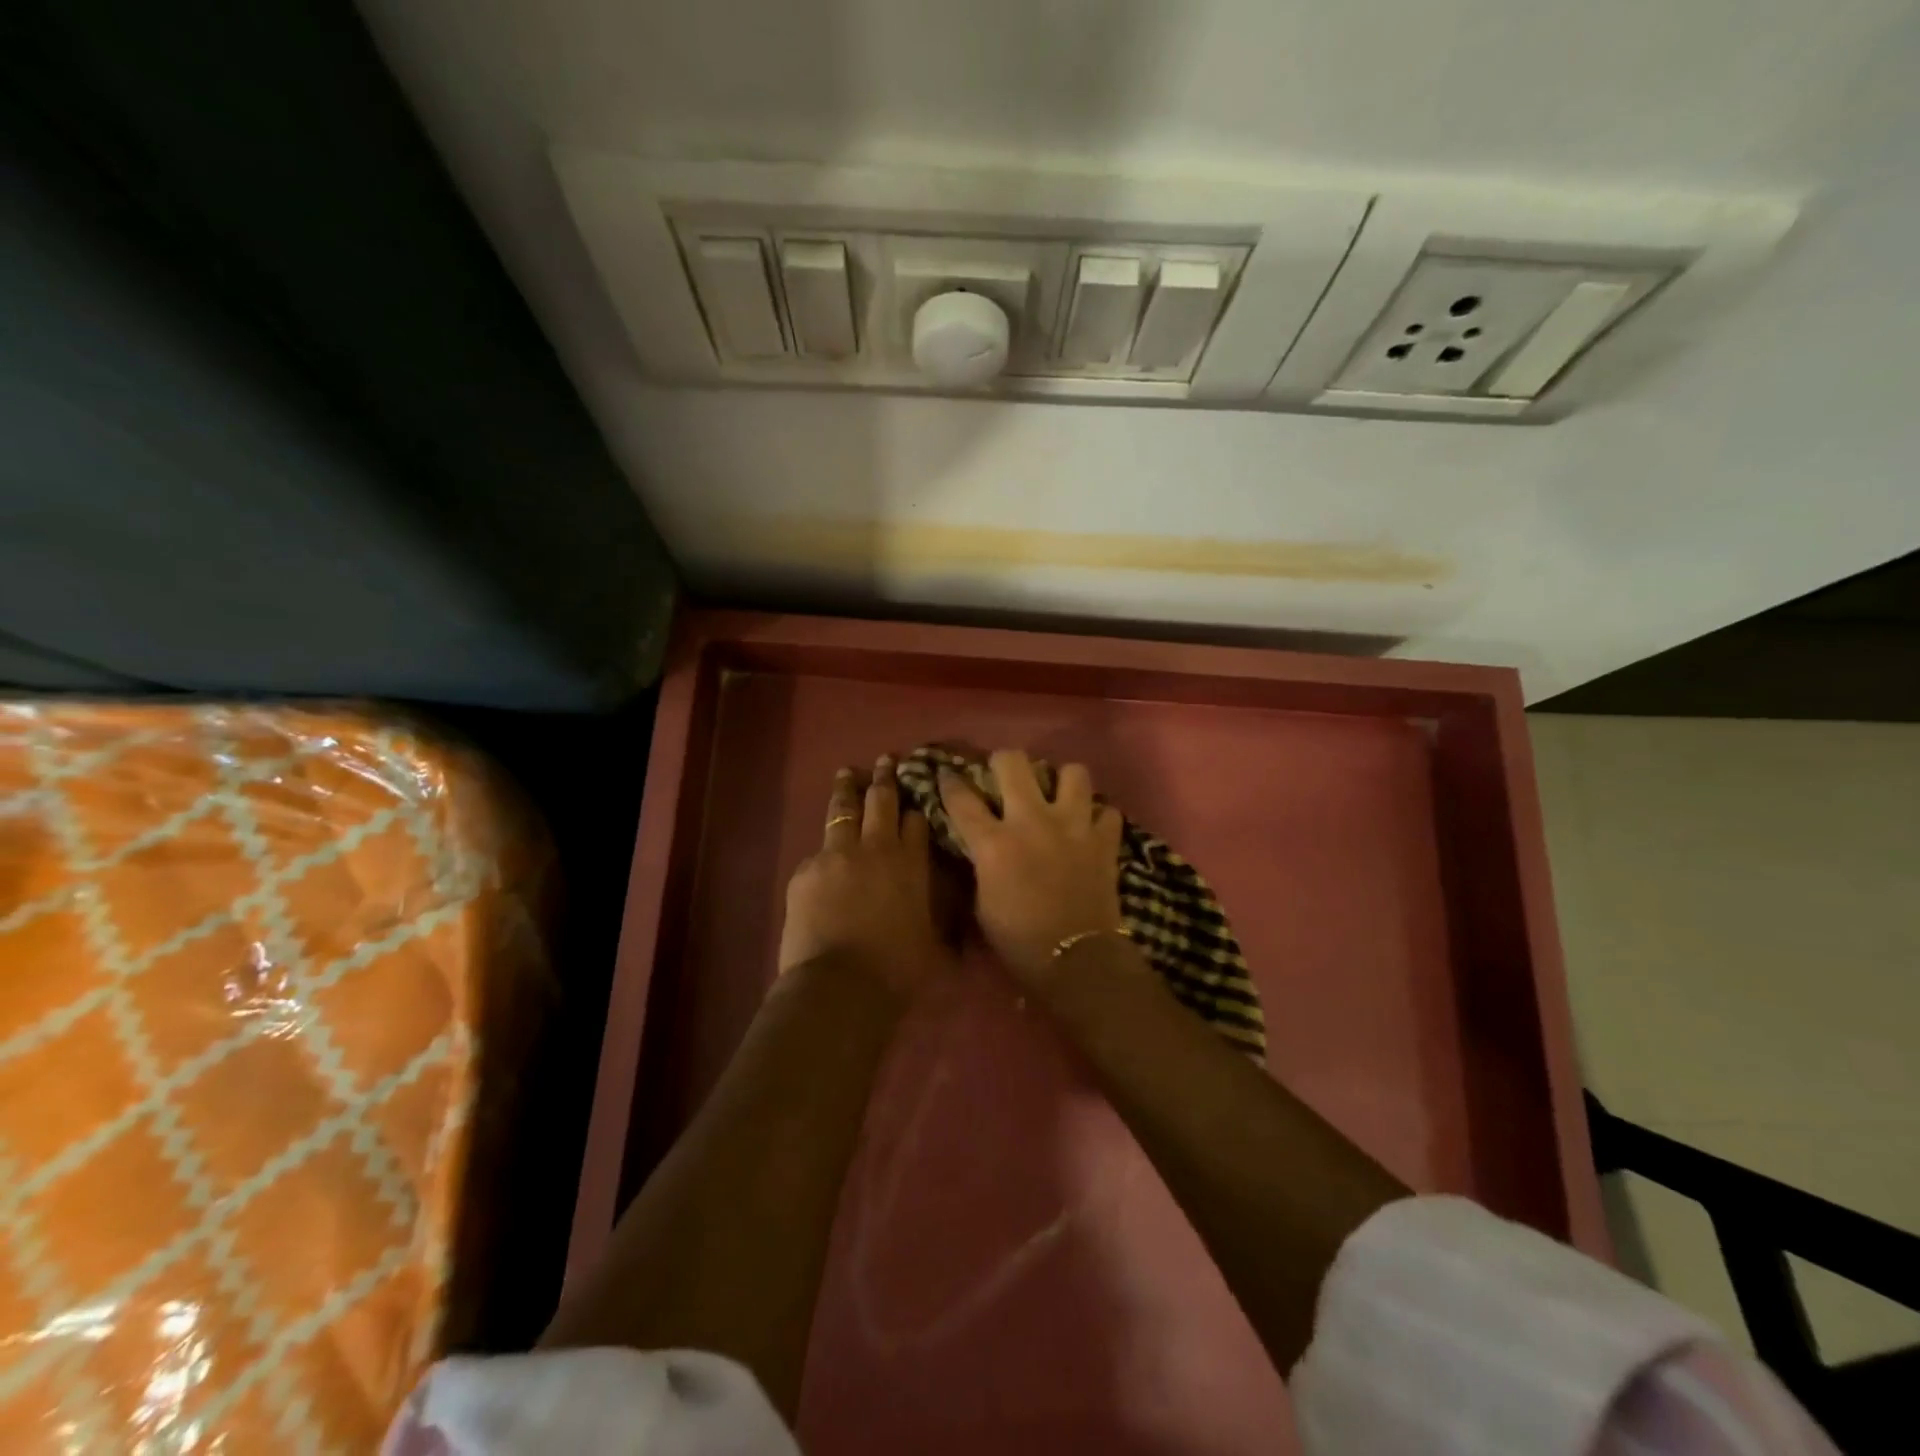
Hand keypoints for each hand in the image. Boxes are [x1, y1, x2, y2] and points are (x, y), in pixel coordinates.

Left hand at [778, 756, 946, 999]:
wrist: (842, 984)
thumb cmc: (897, 970)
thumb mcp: (932, 943)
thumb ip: (936, 918)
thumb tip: (954, 924)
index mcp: (912, 864)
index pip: (916, 821)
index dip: (916, 806)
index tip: (915, 794)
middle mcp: (876, 848)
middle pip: (880, 801)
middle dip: (884, 778)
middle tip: (885, 760)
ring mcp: (837, 854)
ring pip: (843, 809)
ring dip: (847, 788)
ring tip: (847, 772)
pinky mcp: (806, 870)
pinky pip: (818, 852)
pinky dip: (825, 850)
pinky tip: (823, 857)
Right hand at [938, 749, 1124, 985]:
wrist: (1076, 959)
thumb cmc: (1019, 940)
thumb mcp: (982, 903)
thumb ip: (981, 864)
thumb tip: (980, 846)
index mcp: (994, 842)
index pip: (962, 798)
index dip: (950, 782)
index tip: (948, 774)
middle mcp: (1031, 820)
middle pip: (1013, 762)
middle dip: (1004, 763)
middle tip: (1005, 777)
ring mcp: (1072, 825)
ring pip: (1072, 772)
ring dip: (1062, 781)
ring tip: (1057, 796)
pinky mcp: (1104, 839)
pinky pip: (1107, 811)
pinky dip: (1098, 817)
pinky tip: (1089, 828)